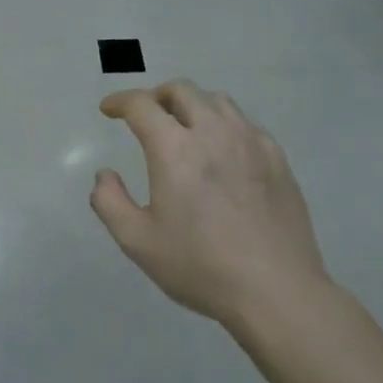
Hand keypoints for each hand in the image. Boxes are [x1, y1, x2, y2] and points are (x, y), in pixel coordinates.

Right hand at [90, 81, 327, 328]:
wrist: (276, 292)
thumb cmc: (200, 267)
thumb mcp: (137, 242)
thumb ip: (109, 202)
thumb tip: (105, 175)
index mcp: (175, 149)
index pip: (141, 105)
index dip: (120, 101)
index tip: (109, 110)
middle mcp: (213, 133)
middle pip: (181, 91)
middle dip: (156, 96)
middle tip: (145, 117)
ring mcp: (251, 142)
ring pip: (217, 101)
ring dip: (191, 105)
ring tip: (183, 128)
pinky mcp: (277, 159)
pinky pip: (245, 124)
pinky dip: (223, 124)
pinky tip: (222, 151)